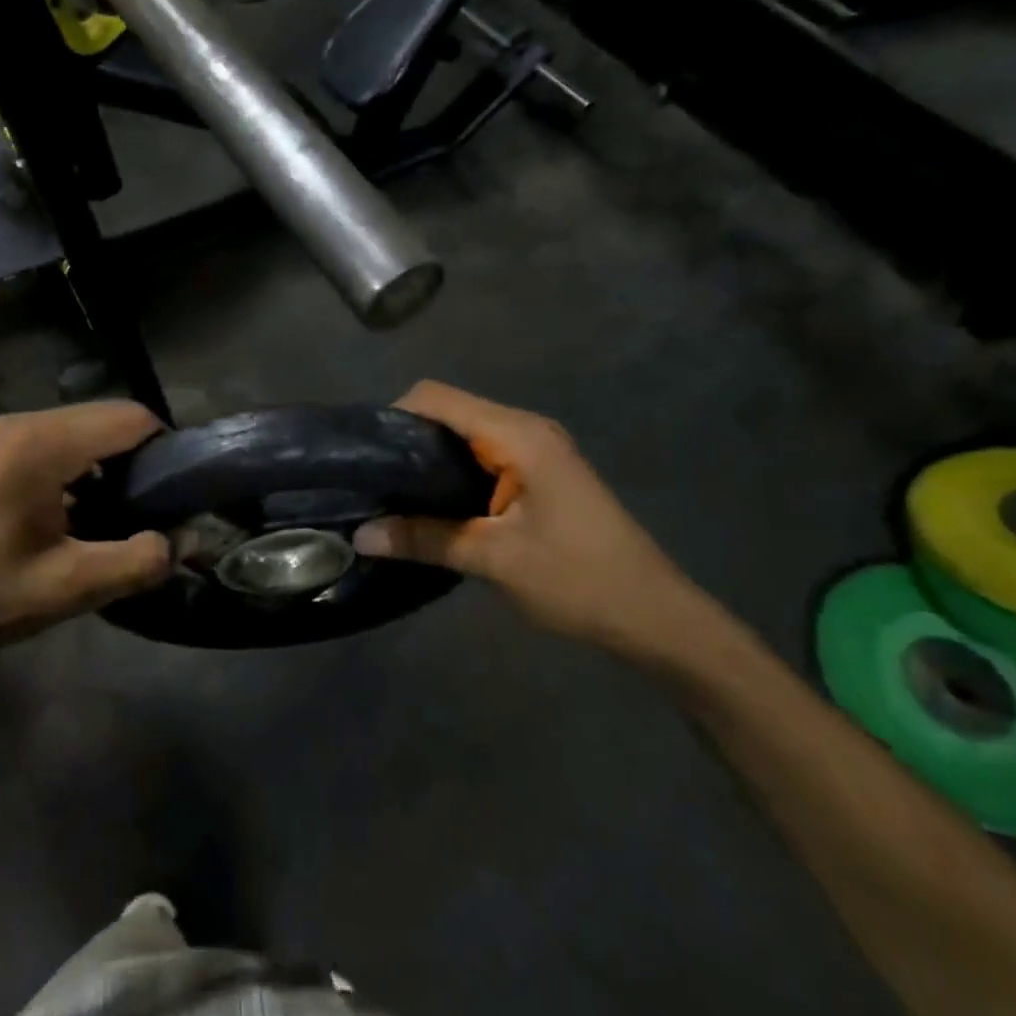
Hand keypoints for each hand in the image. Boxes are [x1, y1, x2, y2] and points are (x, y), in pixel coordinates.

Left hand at [0, 401, 172, 662]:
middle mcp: (24, 423)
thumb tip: (186, 538)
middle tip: (155, 510)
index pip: (131, 418)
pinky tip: (86, 511)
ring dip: (114, 464)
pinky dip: (86, 467)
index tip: (181, 495)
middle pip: (109, 418)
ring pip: (87, 429)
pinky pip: (61, 442)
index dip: (167, 450)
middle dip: (142, 458)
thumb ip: (140, 559)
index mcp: (42, 443)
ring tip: (125, 514)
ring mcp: (6, 434)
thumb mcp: (73, 586)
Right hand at [354, 382, 732, 663]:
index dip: (393, 416)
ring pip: (463, 436)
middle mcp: (525, 429)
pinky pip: (481, 457)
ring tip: (390, 496)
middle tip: (370, 482)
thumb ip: (424, 539)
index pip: (436, 397)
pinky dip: (450, 475)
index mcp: (517, 435)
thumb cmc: (579, 580)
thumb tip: (360, 534)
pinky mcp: (538, 474)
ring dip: (426, 461)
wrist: (655, 617)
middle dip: (405, 440)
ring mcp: (535, 451)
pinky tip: (431, 508)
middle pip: (448, 412)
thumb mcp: (494, 560)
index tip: (363, 455)